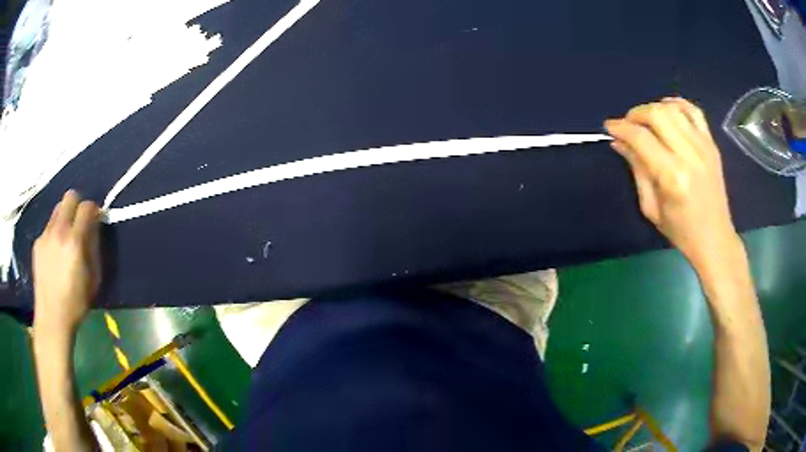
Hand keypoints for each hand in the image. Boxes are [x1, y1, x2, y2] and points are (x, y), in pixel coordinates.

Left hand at [33, 190, 100, 337]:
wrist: (51, 318)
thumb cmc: (76, 303)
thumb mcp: (93, 278)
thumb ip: (94, 248)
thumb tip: (94, 228)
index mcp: (74, 240)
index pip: (87, 207)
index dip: (94, 209)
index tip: (96, 218)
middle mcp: (58, 230)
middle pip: (69, 196)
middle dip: (77, 204)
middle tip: (80, 222)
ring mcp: (45, 235)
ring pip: (57, 210)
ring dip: (64, 218)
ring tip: (65, 239)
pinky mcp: (37, 242)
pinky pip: (48, 227)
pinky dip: (54, 233)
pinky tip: (54, 254)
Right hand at [604, 98, 741, 269]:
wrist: (715, 239)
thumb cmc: (681, 231)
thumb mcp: (651, 208)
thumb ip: (637, 170)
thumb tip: (619, 142)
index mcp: (672, 177)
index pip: (641, 138)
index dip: (621, 127)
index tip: (609, 127)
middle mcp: (689, 155)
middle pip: (657, 114)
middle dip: (636, 114)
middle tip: (628, 125)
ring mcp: (703, 146)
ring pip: (673, 109)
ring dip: (653, 108)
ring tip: (646, 121)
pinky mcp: (712, 144)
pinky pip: (694, 111)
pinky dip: (677, 104)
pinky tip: (668, 110)